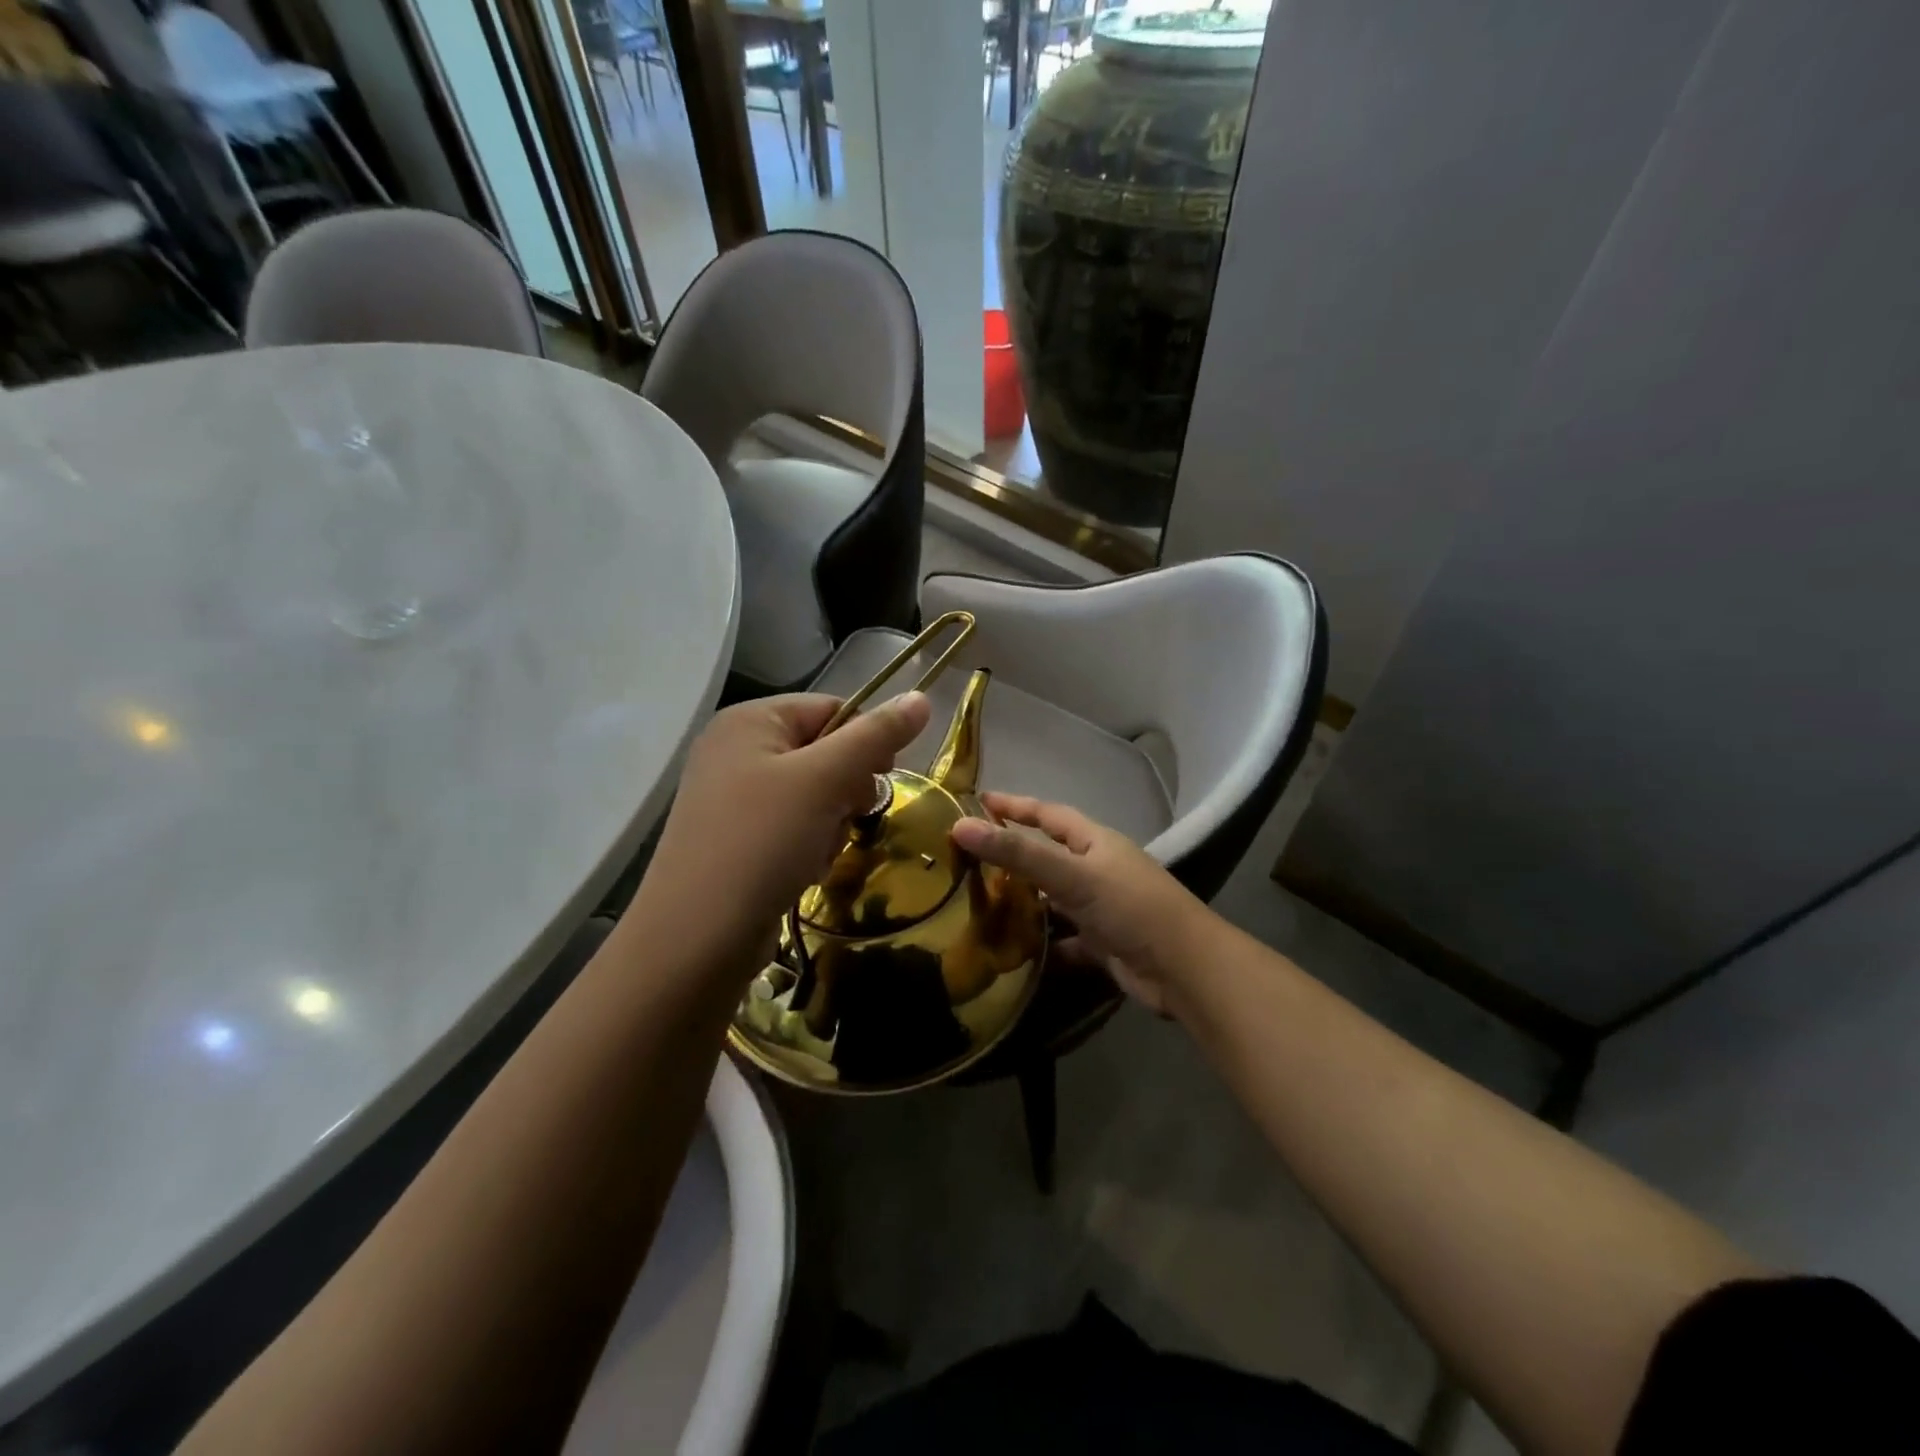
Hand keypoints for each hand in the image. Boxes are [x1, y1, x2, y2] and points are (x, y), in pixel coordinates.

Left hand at [632, 691, 932, 970]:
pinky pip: (794, 826)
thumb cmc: (761, 843)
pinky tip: (801, 870)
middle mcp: (737, 751)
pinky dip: (809, 846)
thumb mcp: (825, 781)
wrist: (697, 940)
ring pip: (815, 795)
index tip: (883, 779)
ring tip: (816, 852)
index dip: (866, 741)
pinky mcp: (737, 839)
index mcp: (750, 721)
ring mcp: (733, 798)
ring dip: (831, 824)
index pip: (832, 708)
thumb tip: (921, 697)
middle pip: (825, 753)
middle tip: (844, 819)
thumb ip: (876, 737)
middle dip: (845, 791)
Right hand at [951, 793, 1205, 1016]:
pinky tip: (1014, 953)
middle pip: (1049, 856)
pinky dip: (1043, 945)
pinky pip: (1065, 939)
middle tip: (969, 858)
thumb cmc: (1130, 908)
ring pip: (1054, 900)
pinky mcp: (1104, 944)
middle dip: (1014, 856)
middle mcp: (1099, 870)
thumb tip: (960, 825)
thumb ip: (1018, 853)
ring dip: (1025, 903)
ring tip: (980, 905)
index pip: (1048, 814)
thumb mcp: (1071, 875)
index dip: (1015, 805)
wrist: (1185, 970)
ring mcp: (1102, 908)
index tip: (980, 800)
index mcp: (1095, 842)